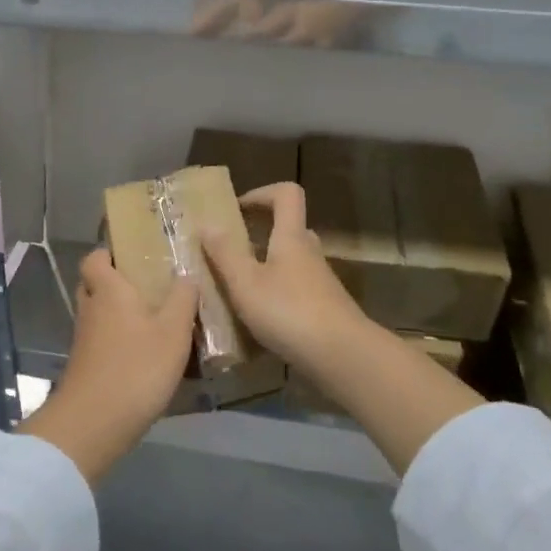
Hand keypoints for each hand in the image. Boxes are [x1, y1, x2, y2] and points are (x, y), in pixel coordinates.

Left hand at [18, 249, 197, 482]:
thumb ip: (182, 299)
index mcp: (108, 290)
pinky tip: (145, 350)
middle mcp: (91, 308)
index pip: (95, 258)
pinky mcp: (86, 364)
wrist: (94, 423)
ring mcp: (84, 339)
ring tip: (155, 316)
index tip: (134, 252)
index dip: (109, 252)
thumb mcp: (173, 332)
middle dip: (116, 281)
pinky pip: (101, 339)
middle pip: (95, 284)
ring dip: (119, 312)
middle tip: (149, 283)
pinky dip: (118, 338)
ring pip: (98, 313)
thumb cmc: (136, 368)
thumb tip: (187, 272)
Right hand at [202, 182, 371, 373]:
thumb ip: (225, 253)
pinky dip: (276, 296)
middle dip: (258, 234)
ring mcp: (320, 283)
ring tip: (237, 289)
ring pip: (290, 262)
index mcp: (291, 238)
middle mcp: (309, 254)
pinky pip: (295, 290)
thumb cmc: (289, 312)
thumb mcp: (246, 283)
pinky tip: (257, 320)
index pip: (286, 194)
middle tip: (230, 251)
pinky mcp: (324, 309)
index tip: (236, 209)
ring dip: (265, 268)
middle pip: (288, 229)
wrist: (343, 356)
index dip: (261, 193)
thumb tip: (207, 223)